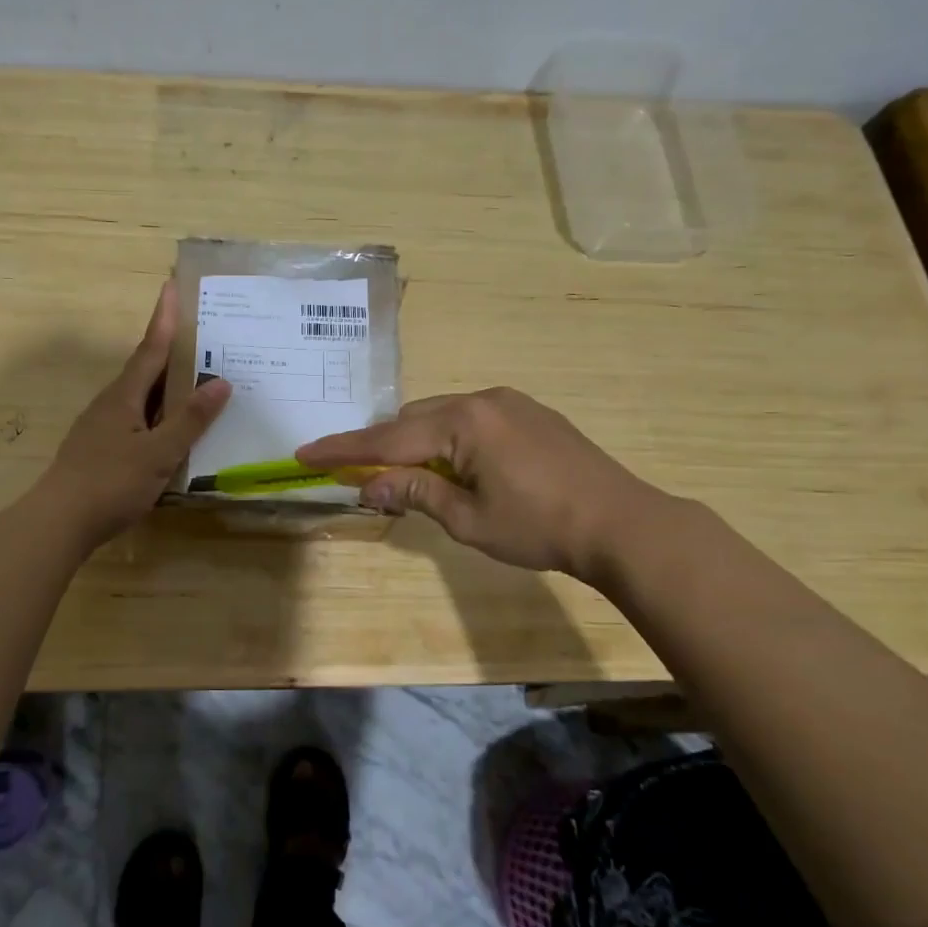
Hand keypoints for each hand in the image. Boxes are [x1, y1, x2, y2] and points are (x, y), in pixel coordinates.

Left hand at [41, 280, 231, 548]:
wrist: (59, 521)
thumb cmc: (111, 482)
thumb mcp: (159, 453)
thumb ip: (190, 419)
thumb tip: (222, 382)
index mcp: (124, 396)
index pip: (150, 348)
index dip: (163, 319)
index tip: (171, 286)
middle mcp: (111, 404)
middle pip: (145, 369)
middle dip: (170, 350)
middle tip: (200, 336)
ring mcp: (102, 427)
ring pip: (140, 397)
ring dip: (165, 385)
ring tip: (195, 381)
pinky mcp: (100, 449)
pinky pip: (136, 420)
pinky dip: (157, 414)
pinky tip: (171, 430)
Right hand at [295, 387, 668, 581]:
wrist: (622, 523)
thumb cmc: (540, 527)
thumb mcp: (468, 519)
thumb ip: (415, 493)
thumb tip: (368, 487)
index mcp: (462, 422)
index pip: (387, 439)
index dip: (343, 449)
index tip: (305, 453)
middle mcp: (481, 399)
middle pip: (411, 419)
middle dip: (383, 446)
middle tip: (361, 477)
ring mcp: (508, 402)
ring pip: (440, 415)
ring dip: (417, 442)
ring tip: (411, 478)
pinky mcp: (529, 412)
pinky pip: (469, 417)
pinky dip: (447, 438)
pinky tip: (456, 466)